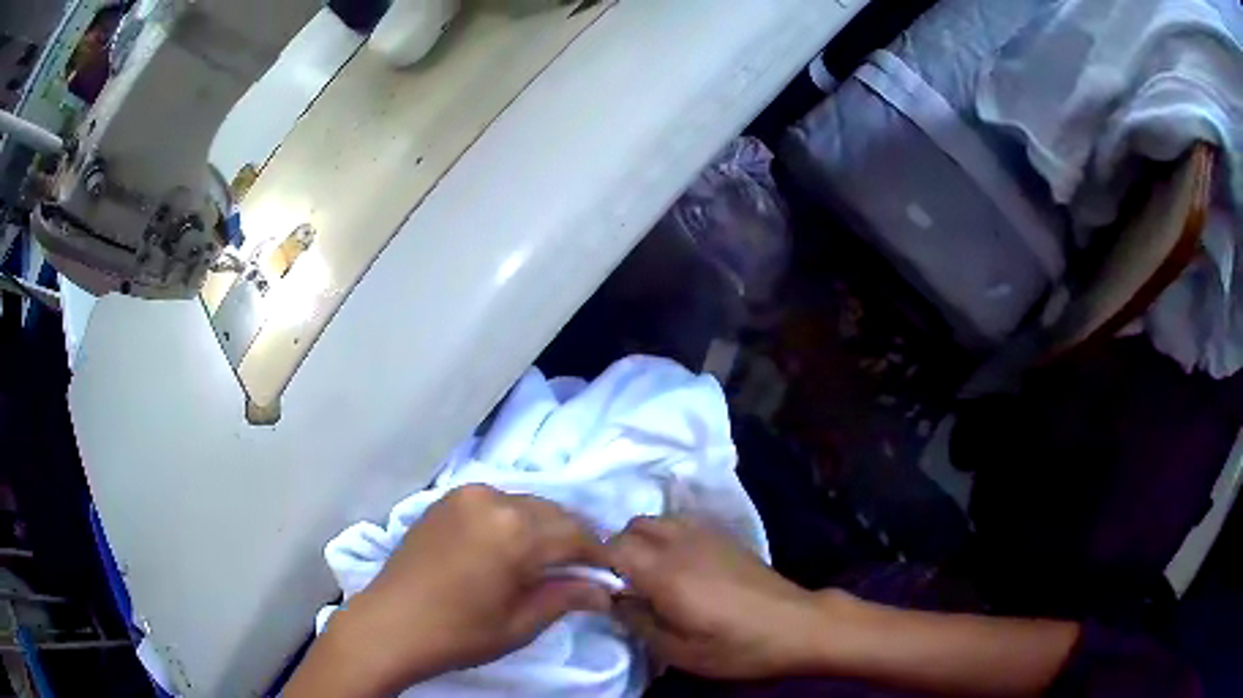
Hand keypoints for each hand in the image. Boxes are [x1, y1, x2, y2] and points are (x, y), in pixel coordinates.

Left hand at [288, 485, 611, 696]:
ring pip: (526, 504)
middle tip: (582, 571)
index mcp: (515, 530)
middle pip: (553, 513)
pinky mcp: (446, 499)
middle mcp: (493, 499)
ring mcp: (465, 495)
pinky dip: (514, 520)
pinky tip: (511, 547)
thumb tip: (605, 590)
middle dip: (573, 539)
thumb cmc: (459, 633)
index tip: (609, 575)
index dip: (598, 555)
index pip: (576, 535)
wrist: (389, 625)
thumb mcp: (520, 623)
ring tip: (547, 561)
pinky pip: (496, 502)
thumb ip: (566, 597)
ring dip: (544, 528)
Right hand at [607, 516, 835, 679]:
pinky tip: (679, 562)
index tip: (598, 587)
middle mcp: (681, 543)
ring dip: (642, 539)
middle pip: (632, 526)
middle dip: (617, 549)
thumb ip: (638, 622)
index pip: (612, 547)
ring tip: (650, 572)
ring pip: (657, 519)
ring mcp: (706, 534)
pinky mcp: (725, 535)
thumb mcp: (680, 651)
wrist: (796, 625)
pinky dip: (667, 534)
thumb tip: (614, 599)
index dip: (597, 564)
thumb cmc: (736, 646)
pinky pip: (682, 521)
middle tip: (624, 583)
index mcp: (665, 573)